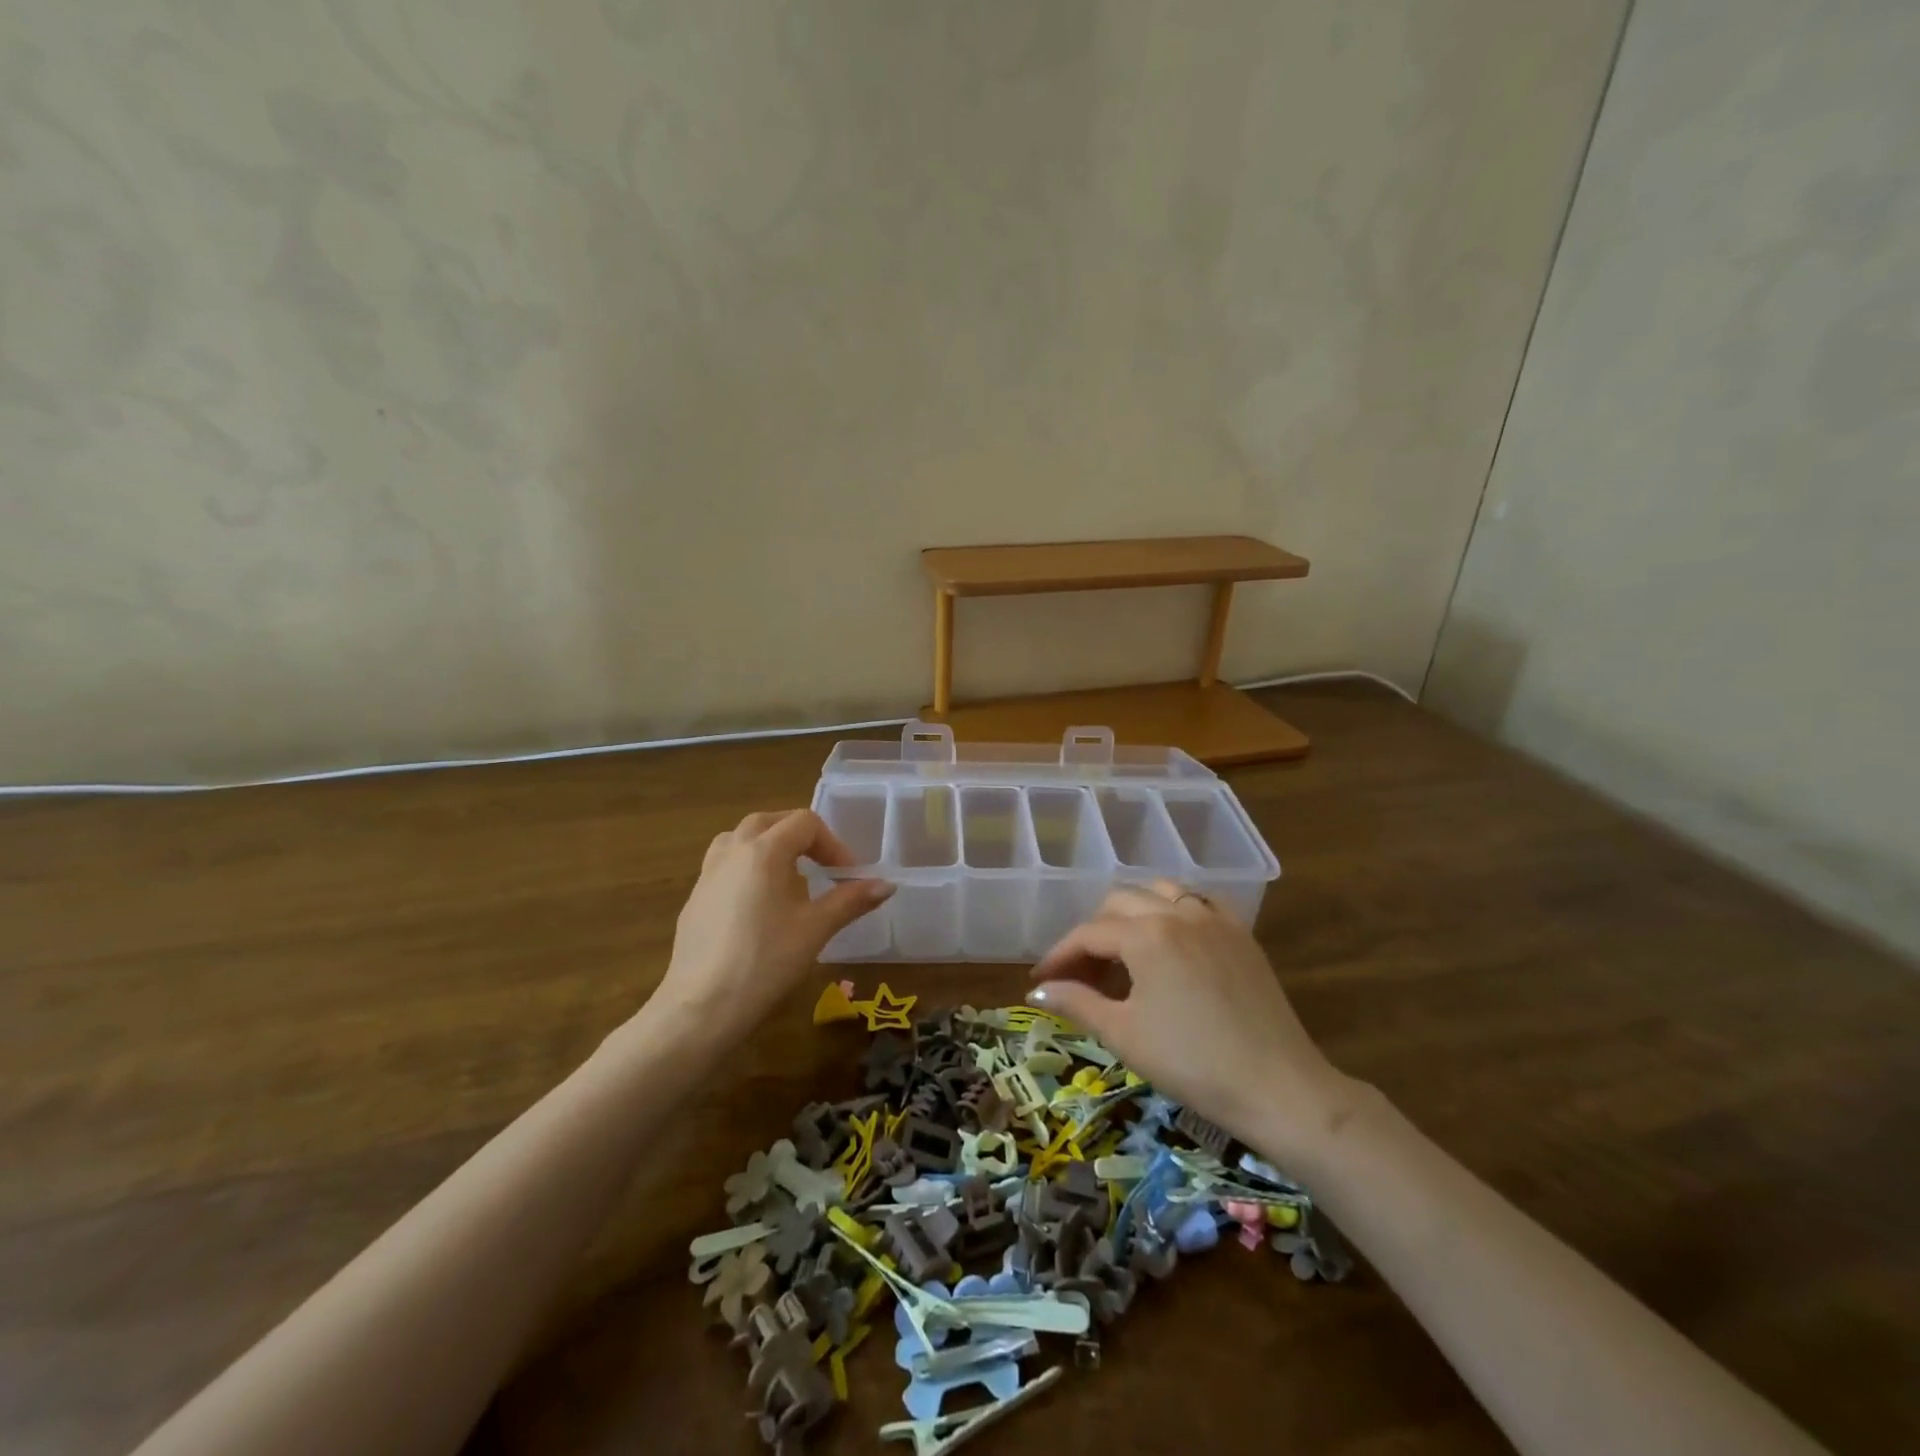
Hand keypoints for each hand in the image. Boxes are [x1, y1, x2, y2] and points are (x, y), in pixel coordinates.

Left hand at [648, 809, 892, 1046]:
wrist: (701, 1008)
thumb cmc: (766, 962)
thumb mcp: (816, 929)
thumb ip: (851, 900)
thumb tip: (887, 885)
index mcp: (763, 851)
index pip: (804, 823)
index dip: (832, 844)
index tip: (847, 876)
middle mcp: (732, 851)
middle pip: (769, 822)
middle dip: (800, 837)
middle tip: (821, 866)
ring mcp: (707, 874)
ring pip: (740, 839)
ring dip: (768, 846)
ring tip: (788, 877)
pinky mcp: (694, 899)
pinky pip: (724, 866)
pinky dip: (746, 868)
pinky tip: (758, 906)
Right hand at [1028, 881, 1355, 1160]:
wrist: (1279, 1088)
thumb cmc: (1192, 1064)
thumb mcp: (1124, 1035)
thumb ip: (1077, 1003)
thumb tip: (1039, 991)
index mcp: (1145, 934)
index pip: (1088, 934)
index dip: (1059, 957)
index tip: (1040, 982)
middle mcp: (1178, 912)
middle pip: (1118, 903)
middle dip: (1092, 935)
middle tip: (1080, 975)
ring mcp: (1215, 918)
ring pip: (1159, 892)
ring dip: (1131, 914)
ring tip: (1122, 953)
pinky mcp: (1241, 933)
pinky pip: (1198, 903)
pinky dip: (1173, 911)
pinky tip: (1170, 940)